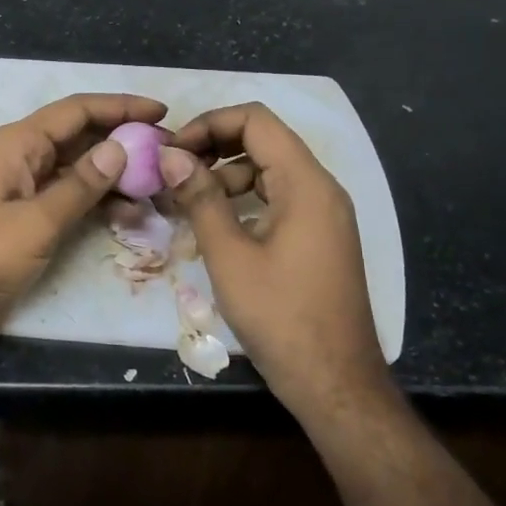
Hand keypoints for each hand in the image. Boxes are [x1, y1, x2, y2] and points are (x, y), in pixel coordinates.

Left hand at [0, 93, 166, 356]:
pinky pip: (67, 198)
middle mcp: (21, 158)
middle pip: (79, 137)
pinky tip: (128, 215)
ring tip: (157, 187)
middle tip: (168, 153)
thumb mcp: (35, 223)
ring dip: (114, 175)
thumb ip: (79, 186)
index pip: (76, 111)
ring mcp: (22, 189)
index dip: (120, 106)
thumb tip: (119, 148)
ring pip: (76, 169)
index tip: (162, 111)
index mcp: (17, 144)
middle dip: (123, 141)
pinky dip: (96, 202)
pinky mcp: (24, 219)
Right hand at [159, 103, 392, 428]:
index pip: (256, 120)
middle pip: (263, 141)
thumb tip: (170, 155)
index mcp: (306, 183)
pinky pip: (277, 198)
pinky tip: (213, 223)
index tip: (173, 150)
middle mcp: (321, 189)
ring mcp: (323, 214)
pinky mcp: (318, 238)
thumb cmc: (281, 317)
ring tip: (184, 199)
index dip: (209, 124)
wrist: (335, 384)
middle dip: (213, 147)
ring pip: (268, 170)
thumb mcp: (229, 256)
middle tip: (171, 170)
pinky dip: (243, 200)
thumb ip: (200, 197)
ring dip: (225, 175)